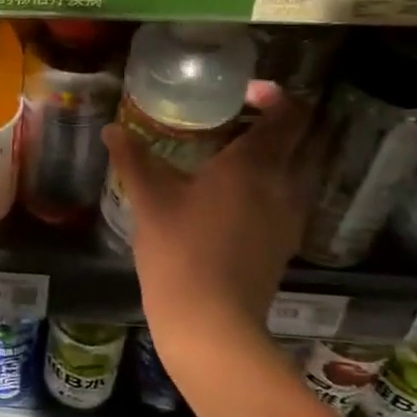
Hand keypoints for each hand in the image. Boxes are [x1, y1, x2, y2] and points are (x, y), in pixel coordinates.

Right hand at [103, 94, 320, 384]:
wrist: (211, 322)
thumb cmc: (179, 250)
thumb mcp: (149, 200)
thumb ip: (132, 158)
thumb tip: (111, 129)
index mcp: (254, 164)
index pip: (288, 115)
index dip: (274, 96)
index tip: (245, 94)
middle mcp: (284, 185)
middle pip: (305, 140)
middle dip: (282, 122)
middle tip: (243, 119)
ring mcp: (291, 217)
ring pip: (302, 170)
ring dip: (282, 153)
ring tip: (240, 154)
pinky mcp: (287, 243)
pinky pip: (292, 197)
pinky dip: (277, 183)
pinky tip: (241, 195)